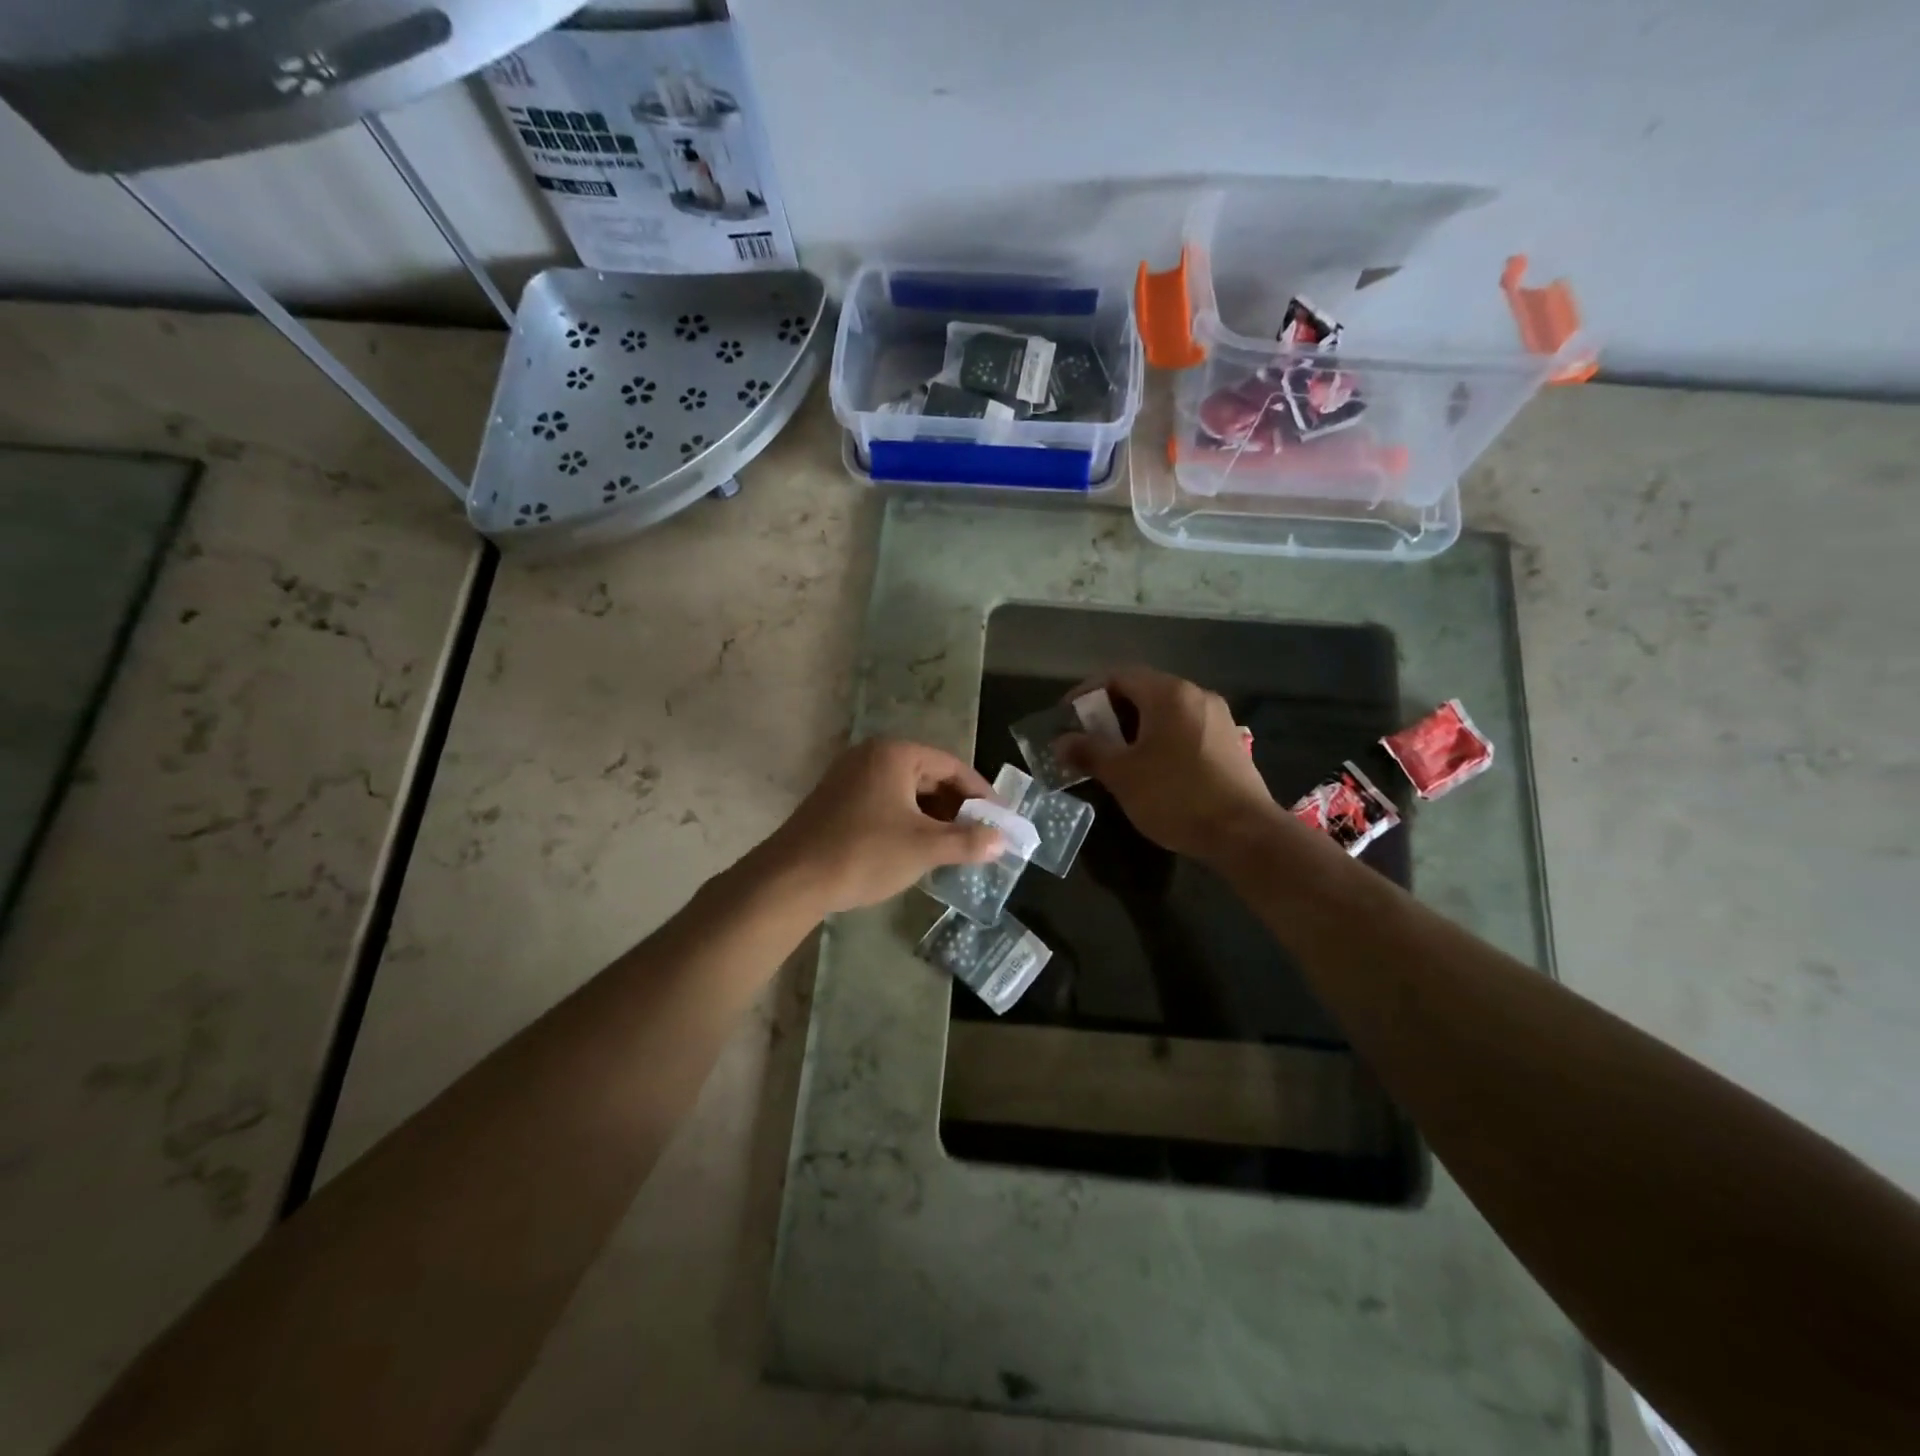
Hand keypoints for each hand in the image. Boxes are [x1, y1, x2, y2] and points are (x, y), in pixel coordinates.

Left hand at [756, 739, 1002, 914]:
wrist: (791, 879)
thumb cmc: (864, 853)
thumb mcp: (923, 847)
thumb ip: (967, 841)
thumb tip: (1002, 840)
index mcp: (895, 754)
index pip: (952, 766)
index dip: (981, 793)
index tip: (1001, 818)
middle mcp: (872, 756)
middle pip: (928, 776)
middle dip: (956, 807)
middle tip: (981, 835)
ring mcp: (850, 777)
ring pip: (906, 792)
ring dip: (933, 816)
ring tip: (954, 845)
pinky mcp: (837, 800)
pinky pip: (885, 802)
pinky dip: (908, 821)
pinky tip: (918, 847)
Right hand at [1056, 666, 1279, 865]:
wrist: (1244, 833)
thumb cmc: (1176, 796)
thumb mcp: (1123, 775)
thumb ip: (1089, 752)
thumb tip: (1060, 742)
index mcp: (1169, 694)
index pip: (1118, 676)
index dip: (1086, 693)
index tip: (1066, 717)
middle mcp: (1196, 695)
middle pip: (1143, 691)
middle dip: (1109, 713)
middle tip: (1086, 739)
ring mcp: (1217, 718)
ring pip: (1164, 712)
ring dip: (1134, 728)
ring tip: (1113, 756)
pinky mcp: (1228, 742)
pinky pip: (1183, 728)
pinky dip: (1158, 738)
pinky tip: (1149, 767)